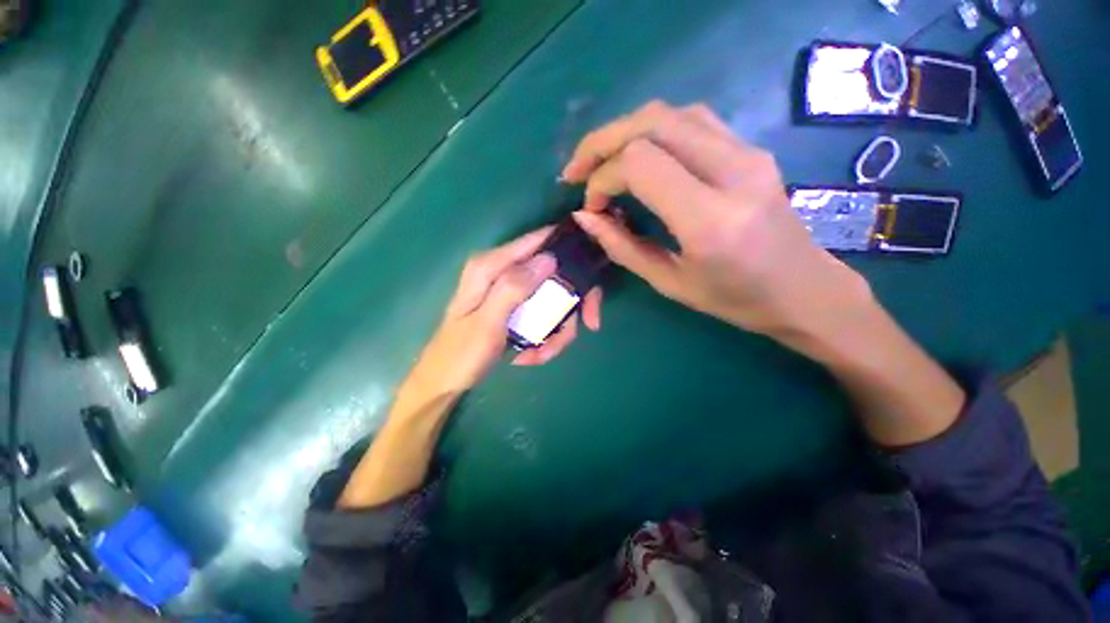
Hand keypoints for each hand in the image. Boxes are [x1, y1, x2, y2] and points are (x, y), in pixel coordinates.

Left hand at [406, 228, 602, 397]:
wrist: (443, 381)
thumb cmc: (460, 355)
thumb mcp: (487, 323)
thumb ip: (514, 288)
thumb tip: (549, 259)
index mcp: (490, 266)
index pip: (536, 242)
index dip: (567, 250)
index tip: (592, 275)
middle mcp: (502, 272)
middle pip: (552, 275)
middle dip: (571, 305)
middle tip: (588, 326)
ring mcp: (509, 292)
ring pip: (551, 300)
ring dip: (556, 330)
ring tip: (541, 355)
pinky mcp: (514, 309)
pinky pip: (542, 316)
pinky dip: (544, 337)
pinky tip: (530, 356)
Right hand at [561, 101, 872, 346]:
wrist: (805, 289)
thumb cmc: (735, 299)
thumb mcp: (669, 282)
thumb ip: (622, 247)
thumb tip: (584, 217)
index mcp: (709, 219)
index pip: (639, 165)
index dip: (602, 179)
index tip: (592, 208)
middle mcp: (732, 172)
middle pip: (651, 123)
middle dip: (602, 142)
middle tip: (578, 170)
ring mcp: (748, 153)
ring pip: (671, 113)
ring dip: (625, 131)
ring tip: (602, 161)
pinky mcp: (752, 149)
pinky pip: (692, 121)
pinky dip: (653, 131)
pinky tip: (639, 156)